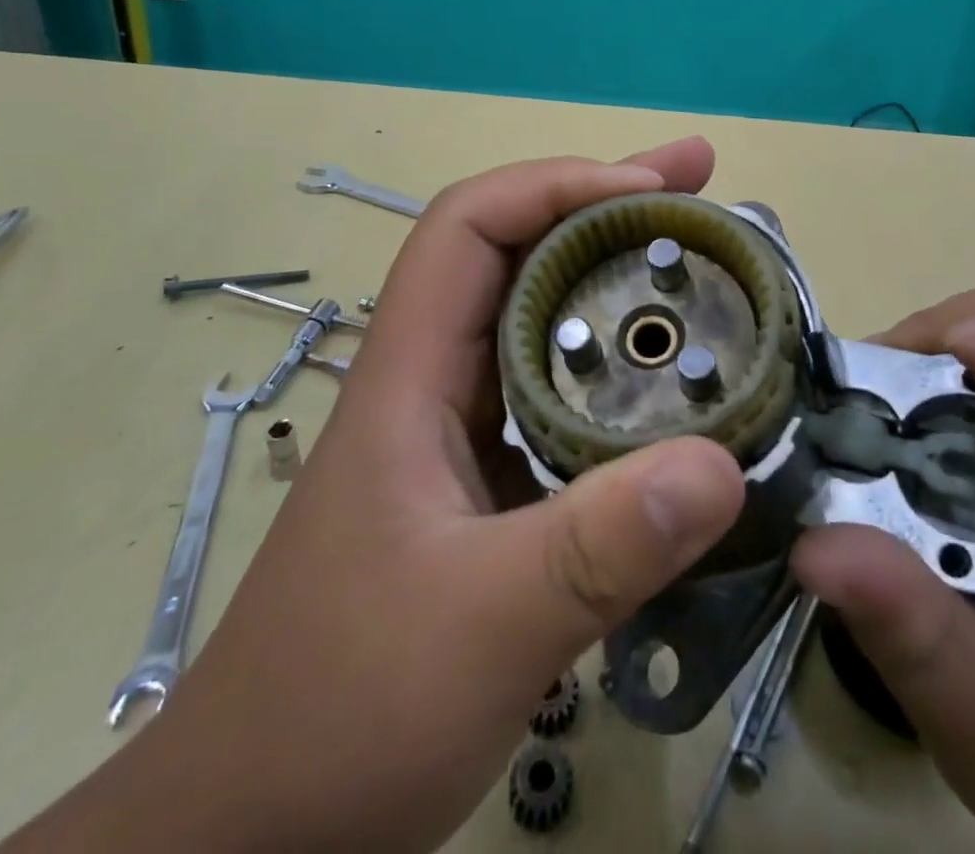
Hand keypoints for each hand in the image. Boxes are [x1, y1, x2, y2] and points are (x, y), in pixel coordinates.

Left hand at [0, 139, 745, 853]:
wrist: (251, 824)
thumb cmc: (338, 714)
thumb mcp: (479, 629)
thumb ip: (599, 550)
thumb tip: (723, 467)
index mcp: (410, 374)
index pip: (470, 225)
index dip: (559, 186)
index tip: (653, 191)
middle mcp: (435, 379)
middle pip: (518, 251)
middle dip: (609, 206)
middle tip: (701, 184)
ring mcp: (460, 428)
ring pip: (544, 318)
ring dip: (619, 279)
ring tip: (705, 264)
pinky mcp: (488, 479)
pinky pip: (563, 390)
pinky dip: (622, 365)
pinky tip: (677, 386)